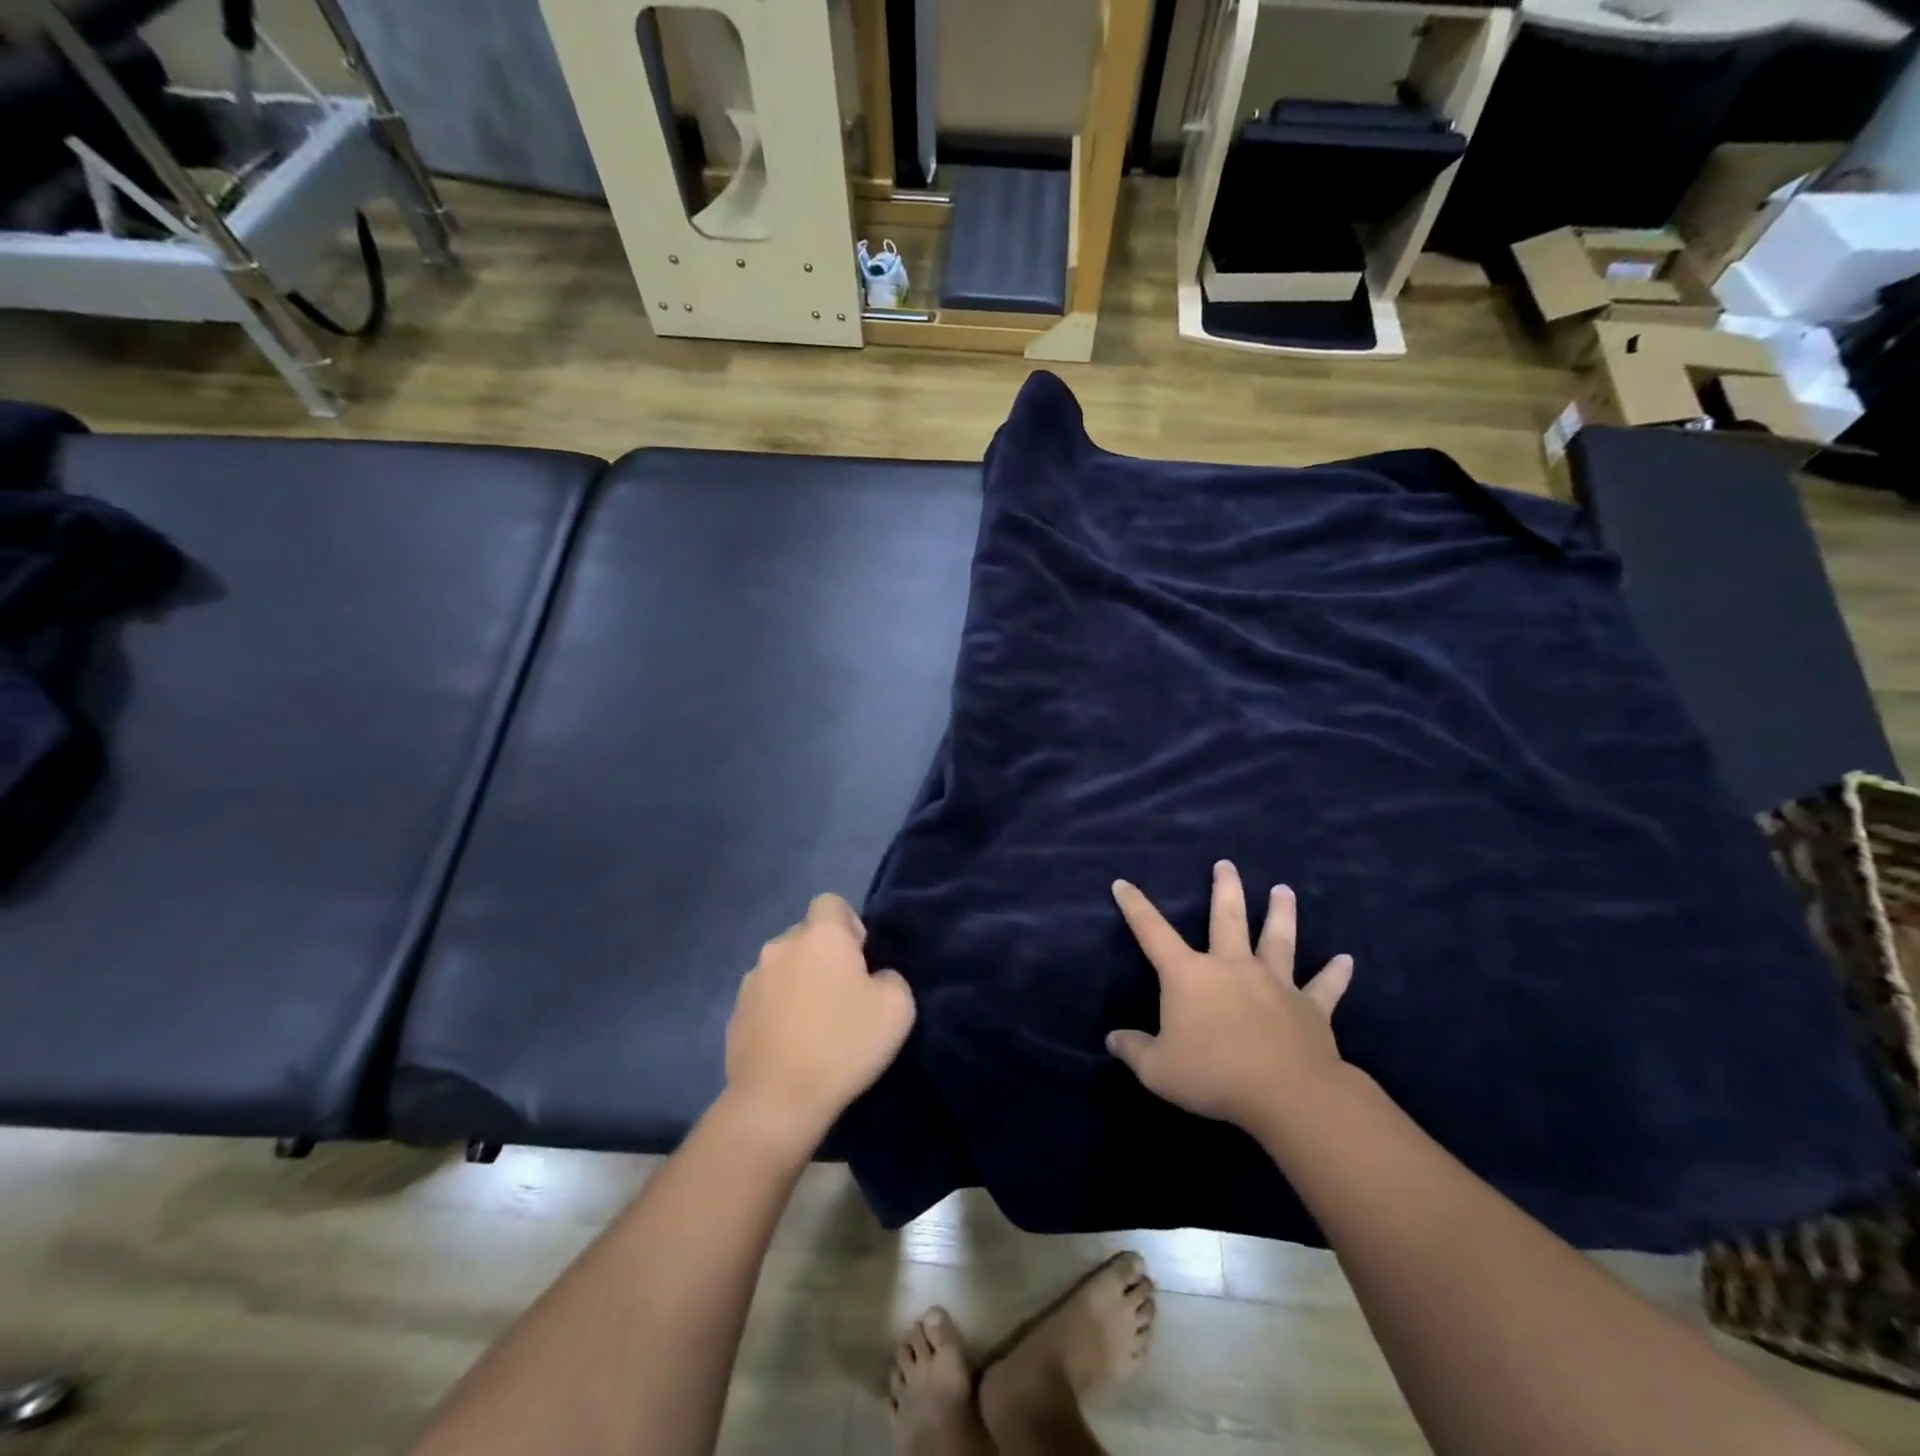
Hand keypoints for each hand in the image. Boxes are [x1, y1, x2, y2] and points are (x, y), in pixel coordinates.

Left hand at [723, 894, 915, 1154]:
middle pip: (806, 936)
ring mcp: (751, 981)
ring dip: (798, 983)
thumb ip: (890, 977)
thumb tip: (874, 978)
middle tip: (843, 996)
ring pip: (783, 968)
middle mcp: (780, 946)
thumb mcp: (898, 1007)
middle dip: (824, 956)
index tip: (861, 961)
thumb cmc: (843, 1044)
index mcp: (820, 936)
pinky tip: (792, 1045)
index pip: (831, 903)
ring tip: (815, 1025)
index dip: (849, 925)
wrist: (777, 1100)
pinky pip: (765, 1000)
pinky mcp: (735, 1015)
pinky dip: (778, 1012)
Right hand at [1106, 861, 1353, 1134]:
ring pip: (1278, 940)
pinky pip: (1324, 986)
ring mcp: (1275, 983)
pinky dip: (1335, 973)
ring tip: (1283, 890)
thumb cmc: (1214, 1075)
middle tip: (1226, 864)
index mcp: (1189, 976)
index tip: (1123, 883)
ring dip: (1281, 913)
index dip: (1135, 907)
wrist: (1287, 1094)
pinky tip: (1346, 960)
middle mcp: (1232, 967)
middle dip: (1225, 889)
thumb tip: (1112, 1040)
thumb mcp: (1158, 1070)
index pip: (1153, 932)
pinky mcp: (1310, 1007)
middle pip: (1228, 918)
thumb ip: (1134, 1051)